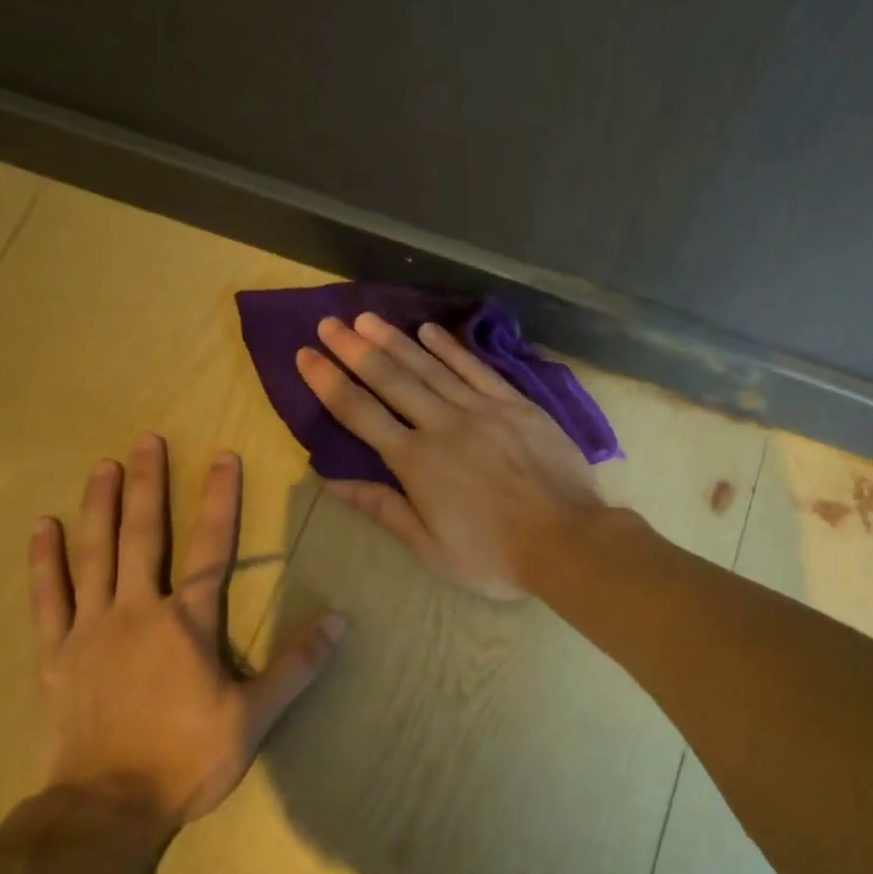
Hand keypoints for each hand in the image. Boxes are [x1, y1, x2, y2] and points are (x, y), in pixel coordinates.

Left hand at [29, 436, 343, 825]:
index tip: (222, 457)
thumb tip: (341, 621)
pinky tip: (44, 527)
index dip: (219, 501)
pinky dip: (45, 560)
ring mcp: (90, 629)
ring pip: (94, 555)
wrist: (107, 808)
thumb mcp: (256, 716)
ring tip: (102, 466)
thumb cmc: (188, 758)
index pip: (211, 549)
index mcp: (188, 624)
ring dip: (99, 507)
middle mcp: (138, 612)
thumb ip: (297, 665)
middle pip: (144, 537)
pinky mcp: (55, 654)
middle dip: (148, 485)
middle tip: (147, 441)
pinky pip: (47, 597)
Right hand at [295, 314, 604, 598]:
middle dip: (355, 349)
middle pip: (391, 379)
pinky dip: (451, 348)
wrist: (567, 540)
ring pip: (430, 366)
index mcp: (416, 463)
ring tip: (367, 318)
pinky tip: (430, 331)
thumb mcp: (430, 547)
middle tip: (329, 322)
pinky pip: (477, 369)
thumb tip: (331, 480)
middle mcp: (443, 425)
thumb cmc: (495, 555)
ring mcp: (483, 410)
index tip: (305, 355)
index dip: (328, 382)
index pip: (360, 413)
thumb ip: (382, 508)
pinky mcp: (516, 405)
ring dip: (396, 340)